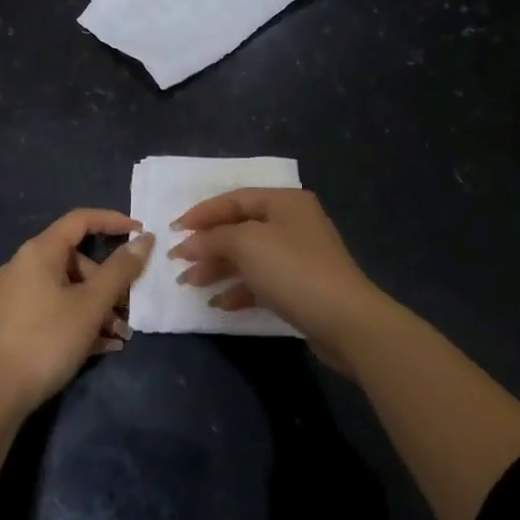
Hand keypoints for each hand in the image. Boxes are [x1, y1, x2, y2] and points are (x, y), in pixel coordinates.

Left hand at [0, 208, 151, 413]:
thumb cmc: (46, 339)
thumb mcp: (91, 304)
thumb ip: (120, 270)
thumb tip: (144, 239)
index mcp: (39, 251)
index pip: (81, 220)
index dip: (113, 221)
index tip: (141, 232)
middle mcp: (24, 266)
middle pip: (77, 260)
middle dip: (109, 283)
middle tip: (130, 309)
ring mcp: (16, 295)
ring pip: (67, 289)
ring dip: (98, 308)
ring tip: (120, 336)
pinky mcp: (13, 323)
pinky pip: (54, 309)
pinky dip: (78, 320)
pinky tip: (102, 347)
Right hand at [170, 189, 387, 370]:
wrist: (346, 321)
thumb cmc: (293, 270)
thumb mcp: (247, 244)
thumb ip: (214, 238)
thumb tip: (188, 243)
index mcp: (284, 201)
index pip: (234, 199)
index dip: (202, 213)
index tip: (173, 230)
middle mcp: (292, 223)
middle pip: (240, 228)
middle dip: (208, 245)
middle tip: (178, 262)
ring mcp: (298, 256)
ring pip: (249, 257)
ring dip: (218, 269)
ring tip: (190, 284)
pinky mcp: (301, 287)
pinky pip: (261, 282)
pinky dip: (239, 290)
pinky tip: (219, 304)